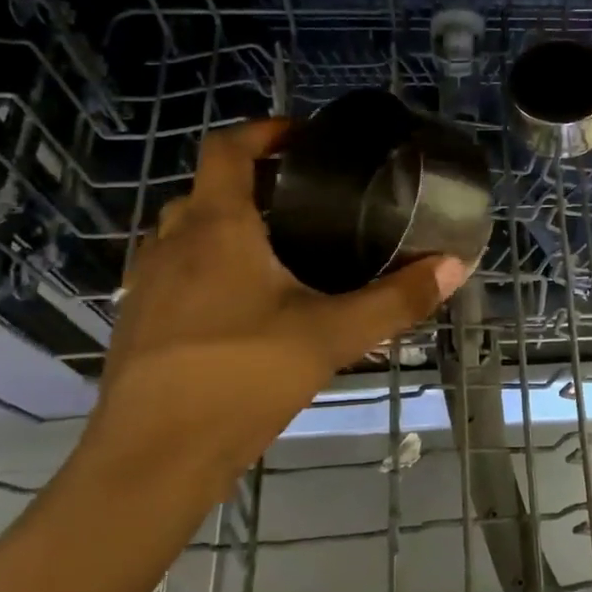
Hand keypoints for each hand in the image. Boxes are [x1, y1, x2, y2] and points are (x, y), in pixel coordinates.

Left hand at [84, 120, 468, 486]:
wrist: (152, 460)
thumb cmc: (242, 378)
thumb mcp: (331, 335)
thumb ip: (396, 300)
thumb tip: (454, 266)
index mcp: (217, 228)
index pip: (227, 149)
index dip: (263, 131)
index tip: (303, 137)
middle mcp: (172, 244)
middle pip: (205, 189)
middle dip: (250, 182)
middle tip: (302, 199)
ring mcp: (146, 284)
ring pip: (183, 232)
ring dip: (222, 225)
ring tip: (276, 249)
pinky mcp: (137, 323)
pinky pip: (171, 271)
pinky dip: (204, 266)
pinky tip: (242, 306)